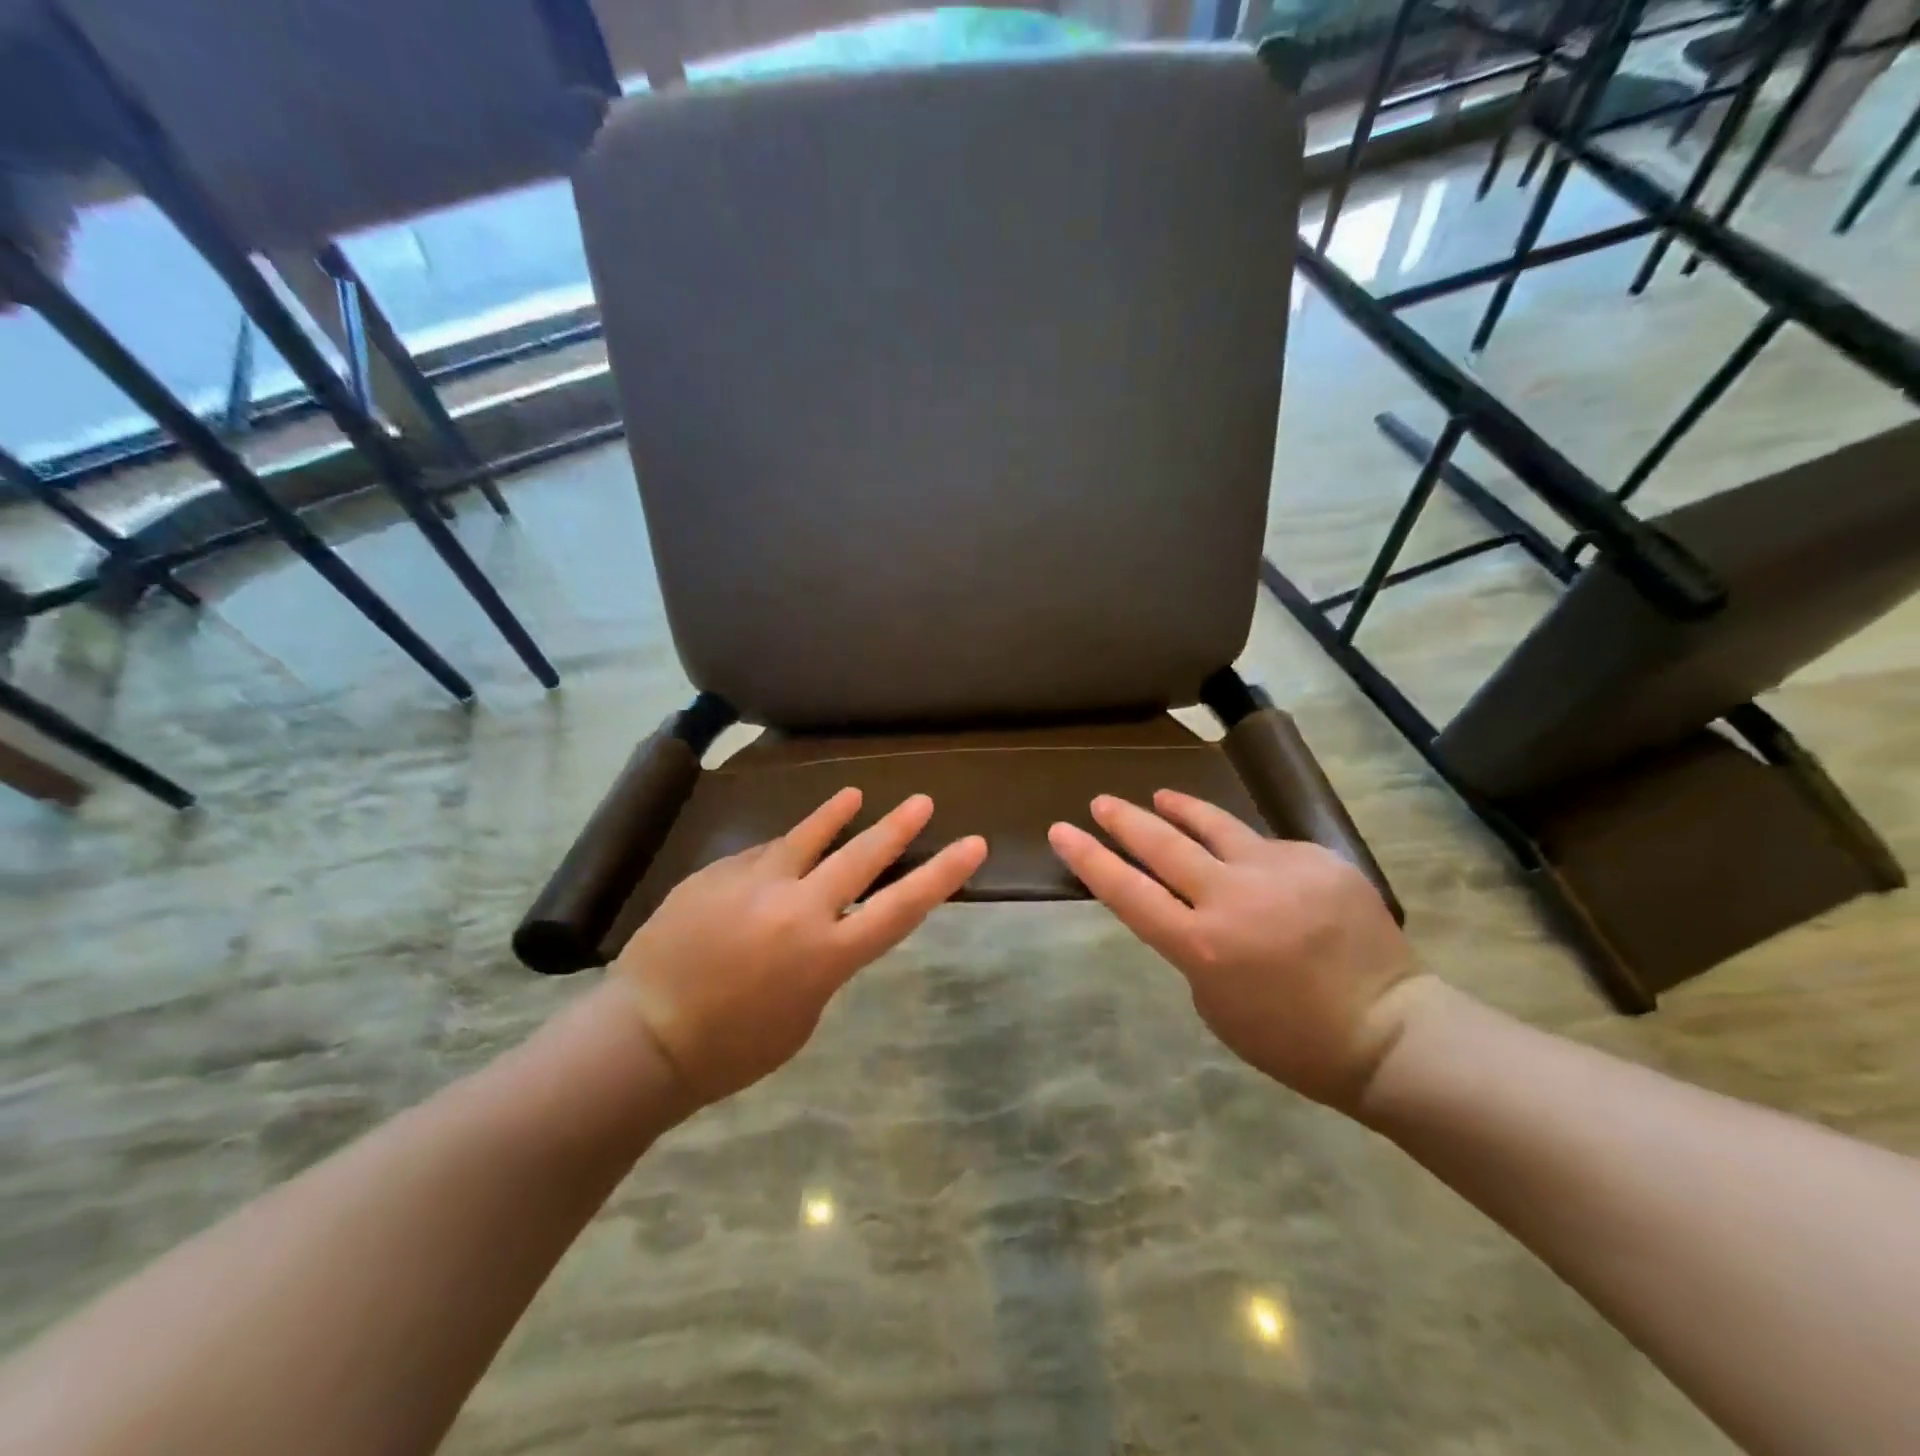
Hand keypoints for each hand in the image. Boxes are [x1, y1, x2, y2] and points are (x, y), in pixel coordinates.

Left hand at [611, 789, 986, 1107]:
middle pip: (861, 857)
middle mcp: (799, 908)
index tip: (971, 844)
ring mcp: (755, 883)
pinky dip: (777, 854)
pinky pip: (759, 856)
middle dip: (897, 827)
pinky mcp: (718, 873)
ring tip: (855, 795)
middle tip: (922, 802)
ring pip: (807, 837)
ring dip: (836, 816)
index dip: (942, 874)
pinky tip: (780, 853)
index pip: (901, 907)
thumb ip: (822, 961)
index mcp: (827, 955)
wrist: (645, 1034)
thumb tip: (823, 923)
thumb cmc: (732, 1048)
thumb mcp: (802, 1015)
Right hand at [1050, 791, 1428, 1112]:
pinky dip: (1247, 852)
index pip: (1127, 891)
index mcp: (1201, 945)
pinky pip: (1267, 848)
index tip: (1061, 831)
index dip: (1089, 859)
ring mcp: (1278, 870)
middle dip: (1125, 821)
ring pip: (1214, 826)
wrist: (1388, 1030)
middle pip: (1163, 845)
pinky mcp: (1316, 859)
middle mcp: (1232, 897)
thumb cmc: (1290, 1039)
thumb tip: (1191, 906)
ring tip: (1159, 797)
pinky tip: (1250, 862)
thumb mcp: (1215, 1002)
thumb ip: (1193, 946)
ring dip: (1180, 810)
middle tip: (1101, 802)